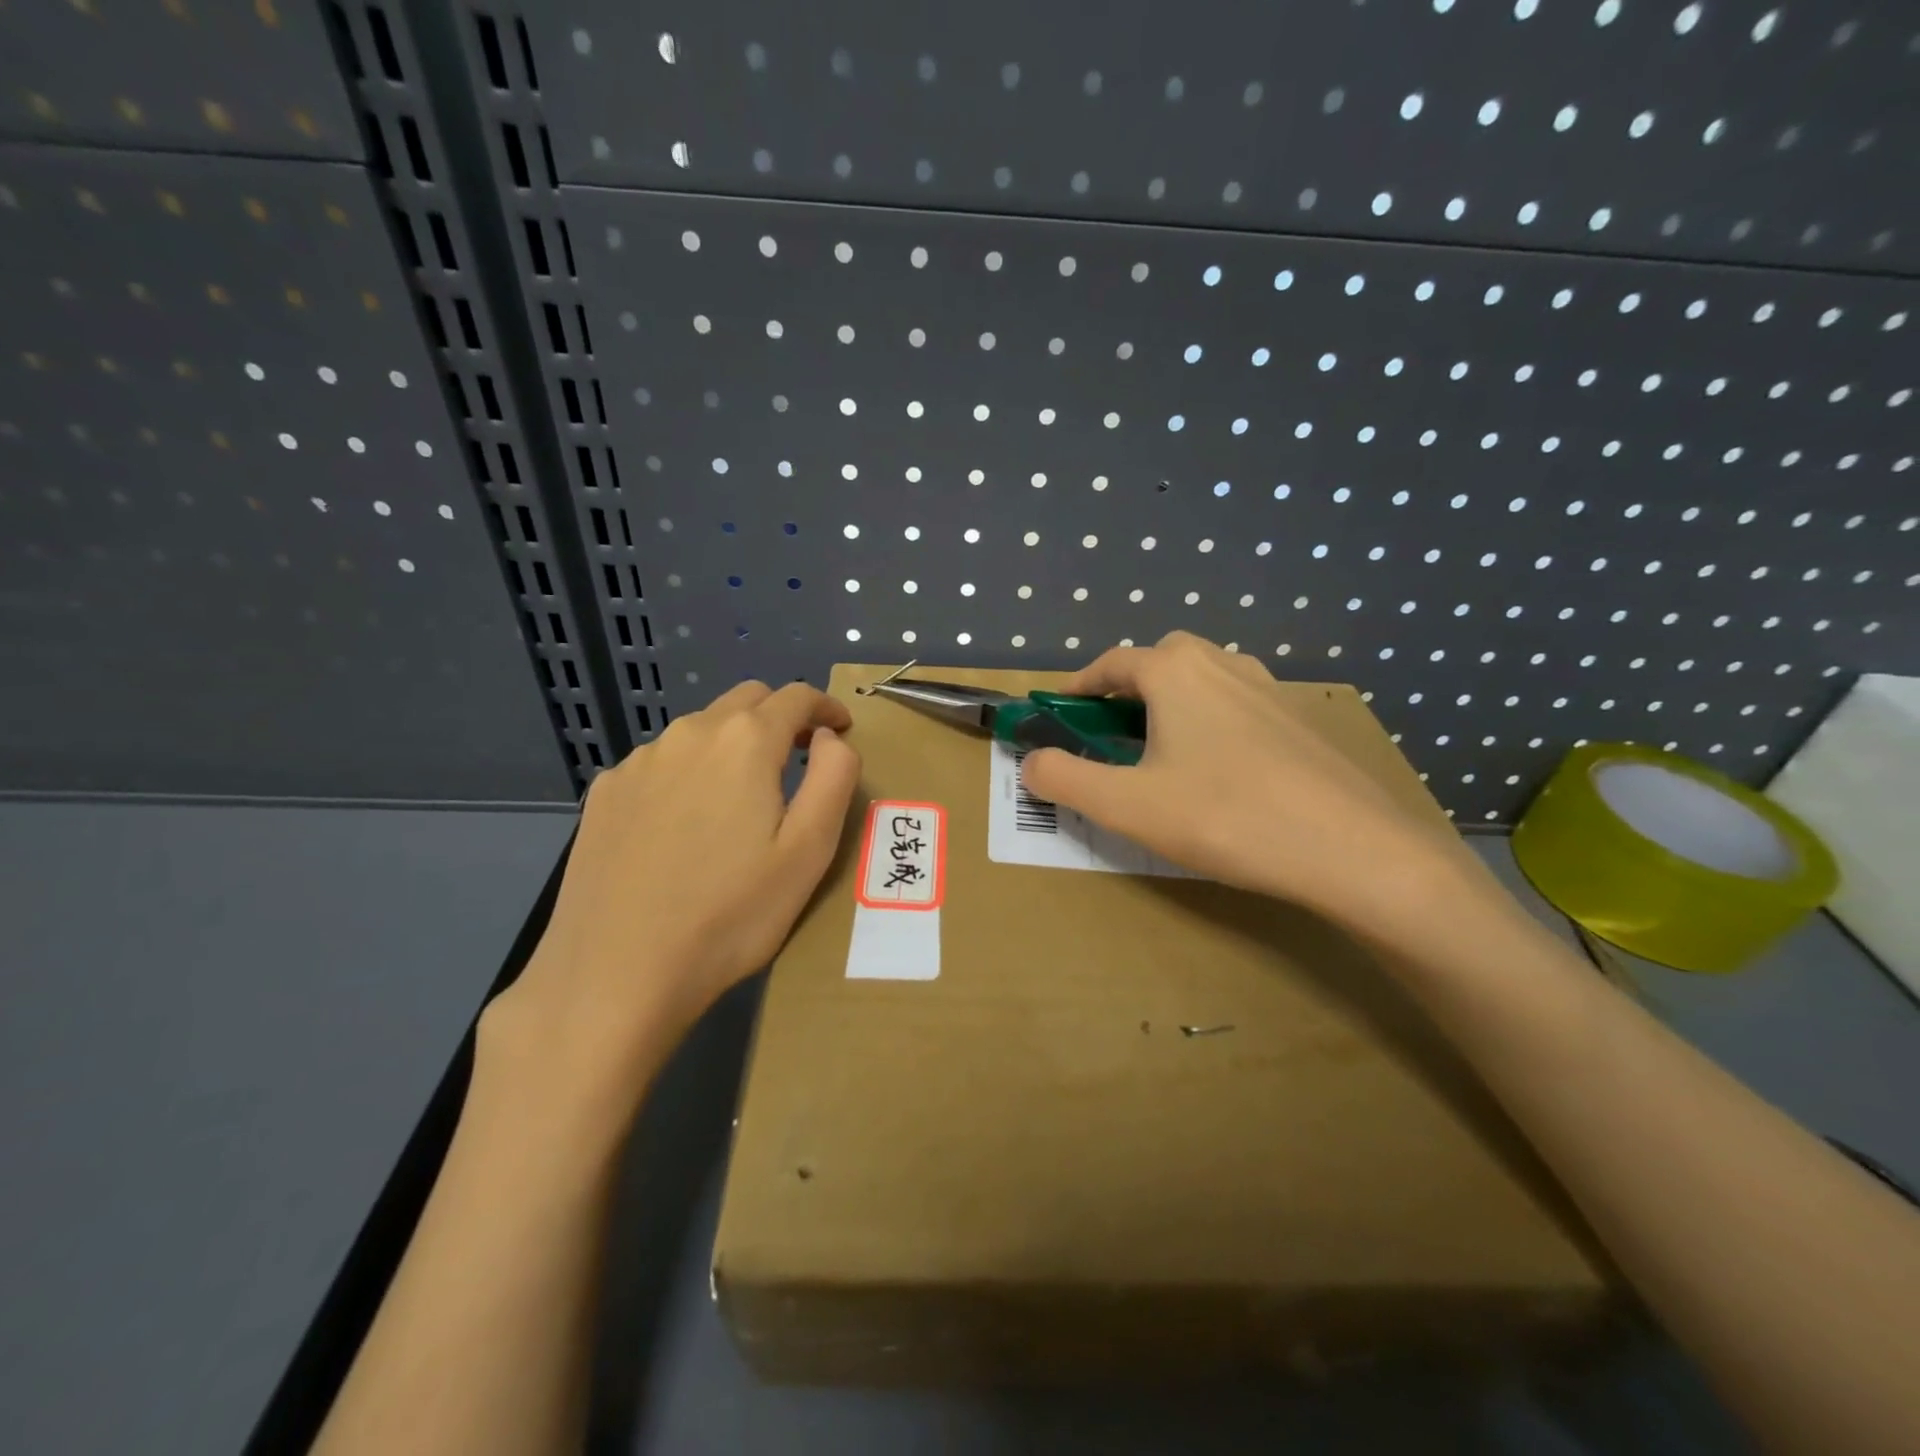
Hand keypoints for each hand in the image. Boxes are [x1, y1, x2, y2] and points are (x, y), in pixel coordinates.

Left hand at [486, 681, 859, 1117]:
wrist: (615, 975)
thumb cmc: (730, 916)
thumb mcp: (808, 852)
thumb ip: (834, 778)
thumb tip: (830, 738)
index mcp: (744, 743)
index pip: (795, 697)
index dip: (825, 707)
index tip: (841, 726)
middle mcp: (688, 735)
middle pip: (745, 701)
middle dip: (780, 718)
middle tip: (800, 757)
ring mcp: (638, 763)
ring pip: (700, 730)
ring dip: (732, 745)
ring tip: (741, 798)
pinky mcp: (604, 794)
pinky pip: (661, 762)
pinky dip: (689, 772)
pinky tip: (685, 824)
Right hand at [1021, 632, 1487, 940]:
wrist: (1351, 848)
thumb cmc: (1225, 816)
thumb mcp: (1127, 805)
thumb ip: (1067, 780)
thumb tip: (1030, 762)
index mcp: (1175, 672)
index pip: (1112, 663)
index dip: (1079, 686)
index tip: (1060, 713)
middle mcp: (1222, 665)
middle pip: (1160, 660)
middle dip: (1126, 687)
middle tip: (1110, 732)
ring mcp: (1268, 689)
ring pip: (1204, 678)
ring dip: (1171, 700)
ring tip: (1160, 748)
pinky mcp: (1299, 719)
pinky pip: (1238, 703)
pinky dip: (1211, 718)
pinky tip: (1217, 767)